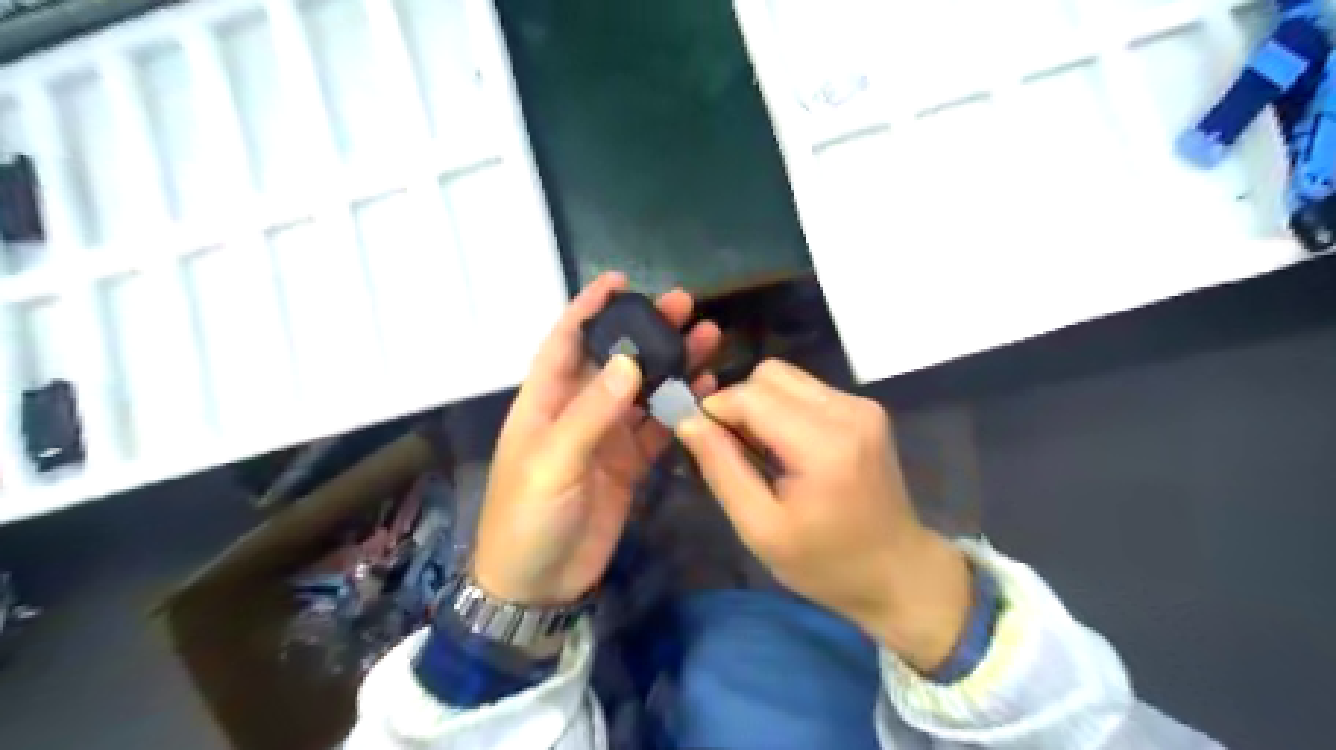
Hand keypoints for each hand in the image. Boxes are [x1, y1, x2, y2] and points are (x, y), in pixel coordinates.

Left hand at [468, 275, 719, 610]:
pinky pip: (657, 427)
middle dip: (647, 330)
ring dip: (672, 365)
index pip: (567, 340)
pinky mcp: (629, 464)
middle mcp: (577, 410)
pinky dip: (679, 408)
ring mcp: (606, 437)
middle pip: (616, 358)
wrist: (538, 586)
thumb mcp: (552, 463)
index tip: (620, 281)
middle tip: (686, 306)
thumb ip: (590, 413)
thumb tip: (630, 362)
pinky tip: (706, 390)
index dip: (589, 308)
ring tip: (707, 339)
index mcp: (546, 401)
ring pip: (643, 389)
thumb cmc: (528, 519)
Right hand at [681, 361, 971, 671]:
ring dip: (762, 405)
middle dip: (740, 404)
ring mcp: (862, 405)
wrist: (899, 572)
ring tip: (764, 451)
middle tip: (736, 450)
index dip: (717, 410)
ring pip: (787, 376)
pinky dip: (785, 409)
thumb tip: (688, 421)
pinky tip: (789, 447)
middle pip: (770, 374)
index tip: (704, 442)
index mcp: (824, 445)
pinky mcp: (866, 408)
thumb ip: (722, 469)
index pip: (752, 395)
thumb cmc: (826, 563)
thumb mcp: (761, 529)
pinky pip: (807, 389)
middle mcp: (848, 411)